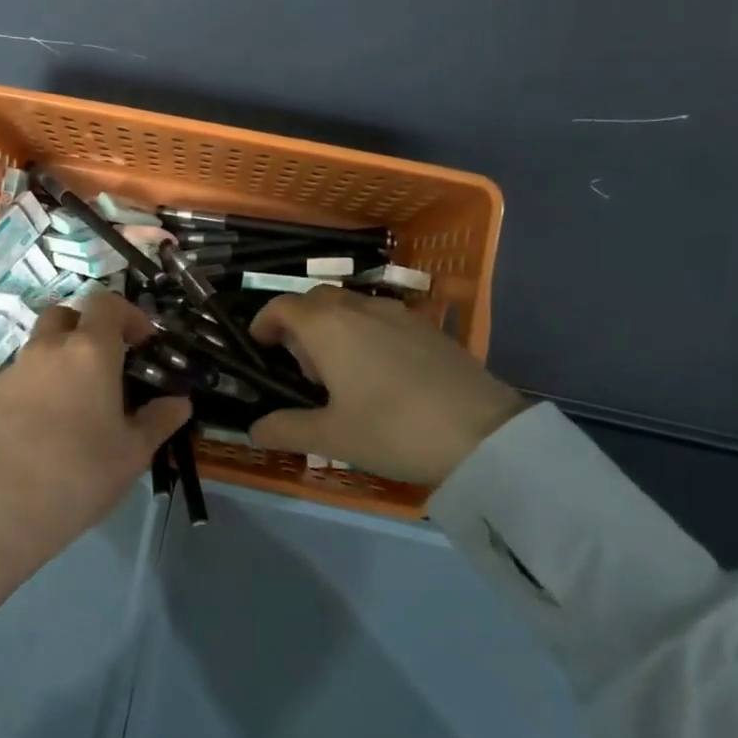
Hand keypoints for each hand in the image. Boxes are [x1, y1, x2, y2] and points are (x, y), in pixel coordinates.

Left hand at [0, 293, 191, 566]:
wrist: (6, 506)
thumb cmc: (82, 472)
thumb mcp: (134, 451)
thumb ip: (159, 420)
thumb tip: (180, 403)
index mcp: (89, 350)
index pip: (106, 303)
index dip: (129, 314)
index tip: (144, 343)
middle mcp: (49, 347)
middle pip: (68, 314)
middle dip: (90, 327)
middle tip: (110, 361)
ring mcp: (17, 368)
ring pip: (43, 342)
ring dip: (64, 352)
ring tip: (83, 394)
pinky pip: (26, 370)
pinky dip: (43, 378)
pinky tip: (53, 417)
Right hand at [248, 287, 527, 485]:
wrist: (484, 433)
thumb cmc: (392, 430)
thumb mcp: (331, 438)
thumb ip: (285, 429)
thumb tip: (253, 430)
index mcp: (328, 326)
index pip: (282, 306)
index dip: (264, 322)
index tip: (258, 346)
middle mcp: (360, 308)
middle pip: (316, 300)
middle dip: (298, 324)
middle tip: (300, 367)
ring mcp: (399, 314)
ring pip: (351, 307)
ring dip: (333, 328)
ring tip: (340, 374)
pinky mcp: (428, 329)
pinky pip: (381, 319)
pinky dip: (365, 335)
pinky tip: (380, 376)